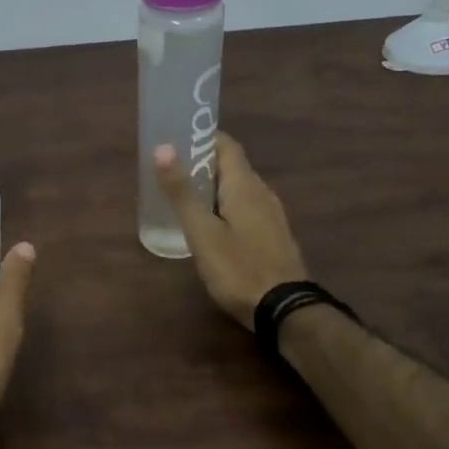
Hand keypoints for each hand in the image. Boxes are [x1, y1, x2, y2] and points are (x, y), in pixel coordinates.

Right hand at [154, 132, 308, 328]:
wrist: (284, 310)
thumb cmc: (238, 267)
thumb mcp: (201, 231)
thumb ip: (181, 191)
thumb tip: (163, 147)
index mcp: (245, 185)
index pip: (226, 145)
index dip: (203, 137)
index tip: (176, 139)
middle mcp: (262, 192)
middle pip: (232, 166)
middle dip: (203, 163)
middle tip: (171, 170)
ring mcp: (271, 215)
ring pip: (239, 189)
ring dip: (214, 187)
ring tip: (185, 196)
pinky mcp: (273, 236)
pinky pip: (247, 208)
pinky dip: (226, 206)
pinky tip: (211, 225)